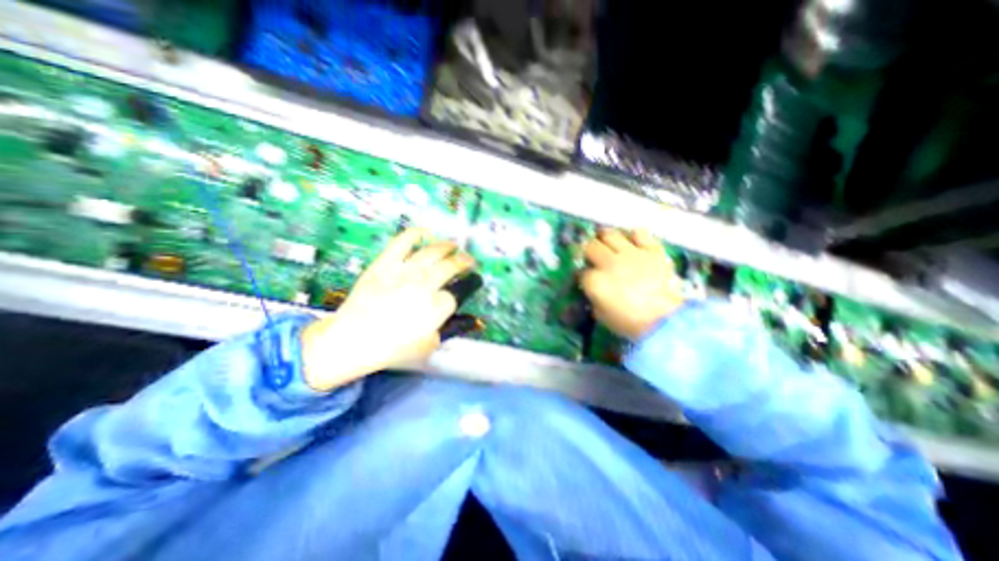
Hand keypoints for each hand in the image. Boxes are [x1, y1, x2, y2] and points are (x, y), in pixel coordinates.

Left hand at [300, 227, 474, 389]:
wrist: (351, 340)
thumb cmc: (390, 348)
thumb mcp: (426, 347)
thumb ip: (446, 331)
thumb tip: (464, 320)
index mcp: (435, 308)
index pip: (453, 296)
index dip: (455, 295)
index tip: (453, 296)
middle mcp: (424, 285)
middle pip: (450, 267)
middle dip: (463, 262)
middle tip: (469, 260)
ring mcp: (404, 272)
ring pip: (432, 252)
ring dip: (447, 247)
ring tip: (454, 246)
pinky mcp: (385, 264)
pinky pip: (402, 242)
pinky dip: (415, 234)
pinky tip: (425, 232)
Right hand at [578, 227, 688, 340]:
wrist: (665, 320)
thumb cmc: (629, 322)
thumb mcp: (601, 315)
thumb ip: (593, 297)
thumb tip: (593, 289)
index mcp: (595, 281)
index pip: (581, 271)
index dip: (583, 274)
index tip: (586, 279)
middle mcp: (609, 263)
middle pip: (590, 246)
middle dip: (588, 251)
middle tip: (592, 256)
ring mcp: (631, 254)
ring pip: (610, 234)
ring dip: (605, 238)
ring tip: (607, 243)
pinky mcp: (651, 250)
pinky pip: (639, 232)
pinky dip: (634, 236)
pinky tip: (633, 242)